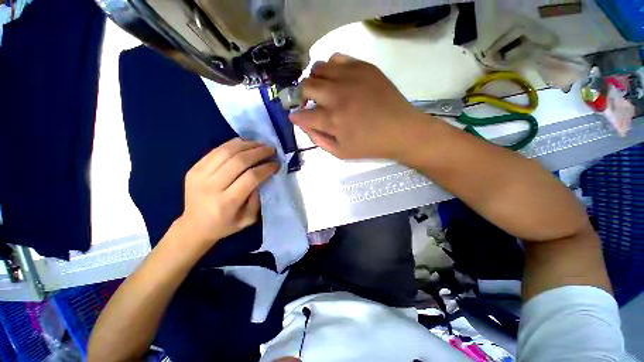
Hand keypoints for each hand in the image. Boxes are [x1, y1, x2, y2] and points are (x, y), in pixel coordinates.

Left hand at [176, 138, 277, 254]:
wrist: (194, 226)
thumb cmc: (225, 225)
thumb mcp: (248, 219)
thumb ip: (257, 199)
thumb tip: (263, 176)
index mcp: (226, 203)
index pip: (250, 178)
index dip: (266, 168)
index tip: (276, 164)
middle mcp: (211, 187)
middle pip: (238, 161)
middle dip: (259, 152)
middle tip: (271, 150)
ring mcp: (199, 175)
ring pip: (226, 152)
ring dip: (247, 145)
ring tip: (260, 144)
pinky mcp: (194, 168)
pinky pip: (215, 150)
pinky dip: (232, 144)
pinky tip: (244, 143)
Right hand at [289, 53, 423, 159]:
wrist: (400, 130)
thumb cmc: (369, 145)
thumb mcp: (340, 153)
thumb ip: (318, 140)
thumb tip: (304, 125)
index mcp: (332, 120)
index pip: (302, 115)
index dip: (296, 116)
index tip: (297, 117)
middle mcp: (337, 95)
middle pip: (305, 86)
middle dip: (300, 96)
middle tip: (307, 103)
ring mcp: (350, 77)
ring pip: (317, 68)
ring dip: (314, 81)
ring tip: (321, 91)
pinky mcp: (363, 67)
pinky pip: (336, 58)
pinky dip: (330, 69)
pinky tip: (336, 80)